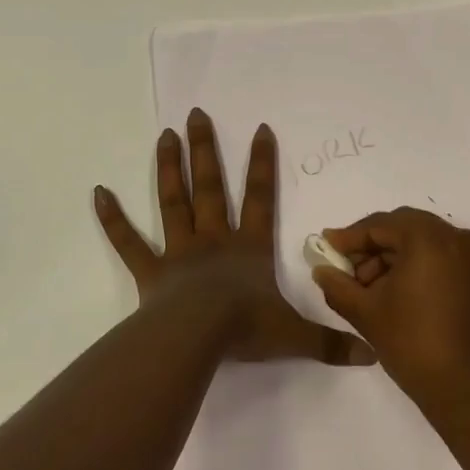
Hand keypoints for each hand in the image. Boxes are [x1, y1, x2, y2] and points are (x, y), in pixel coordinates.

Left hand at [94, 108, 374, 366]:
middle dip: (206, 150)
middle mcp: (215, 239)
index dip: (263, 163)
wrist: (197, 338)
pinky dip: (113, 218)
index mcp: (249, 247)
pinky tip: (98, 192)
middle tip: (197, 115)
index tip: (260, 128)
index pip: (261, 197)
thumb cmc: (246, 328)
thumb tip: (371, 354)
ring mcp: (180, 251)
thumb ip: (330, 343)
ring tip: (165, 135)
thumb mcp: (294, 336)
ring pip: (174, 201)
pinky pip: (128, 241)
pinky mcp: (150, 271)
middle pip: (211, 186)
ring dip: (170, 168)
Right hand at [312, 208, 469, 419]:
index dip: (350, 237)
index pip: (380, 225)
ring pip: (421, 241)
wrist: (466, 391)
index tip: (326, 247)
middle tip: (345, 268)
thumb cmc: (413, 344)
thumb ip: (337, 284)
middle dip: (371, 246)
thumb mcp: (366, 312)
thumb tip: (321, 269)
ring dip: (391, 256)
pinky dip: (414, 264)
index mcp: (429, 238)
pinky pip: (438, 255)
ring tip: (366, 287)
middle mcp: (456, 237)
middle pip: (402, 227)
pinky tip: (392, 290)